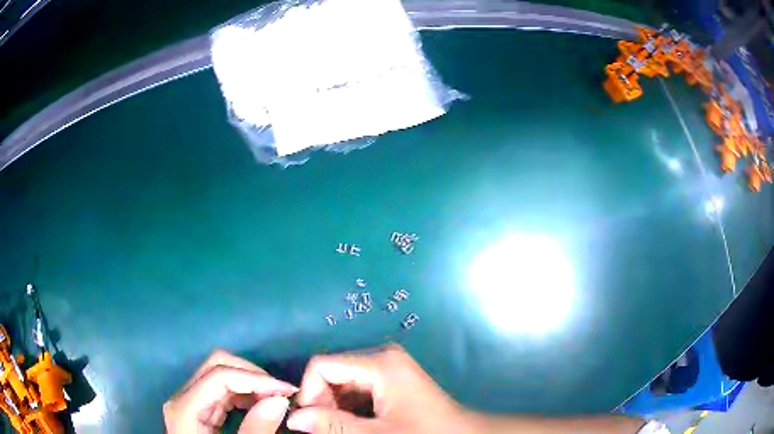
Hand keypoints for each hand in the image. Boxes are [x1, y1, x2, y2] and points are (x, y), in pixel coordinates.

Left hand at [164, 349, 297, 433]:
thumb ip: (255, 429)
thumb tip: (279, 400)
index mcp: (185, 407)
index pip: (220, 375)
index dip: (255, 378)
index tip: (288, 391)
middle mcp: (182, 397)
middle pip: (217, 366)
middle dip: (253, 376)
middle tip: (282, 394)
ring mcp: (189, 401)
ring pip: (220, 374)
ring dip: (251, 384)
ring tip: (276, 401)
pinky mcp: (198, 408)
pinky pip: (222, 390)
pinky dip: (244, 394)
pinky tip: (260, 406)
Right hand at [287, 344, 469, 432]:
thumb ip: (332, 426)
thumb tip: (293, 419)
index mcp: (379, 363)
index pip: (322, 365)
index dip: (309, 393)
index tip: (310, 422)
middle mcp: (381, 356)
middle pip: (331, 372)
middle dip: (322, 402)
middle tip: (325, 430)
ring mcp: (388, 366)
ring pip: (342, 381)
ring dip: (334, 407)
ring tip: (340, 429)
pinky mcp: (391, 377)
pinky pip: (357, 387)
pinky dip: (348, 406)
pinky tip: (355, 424)